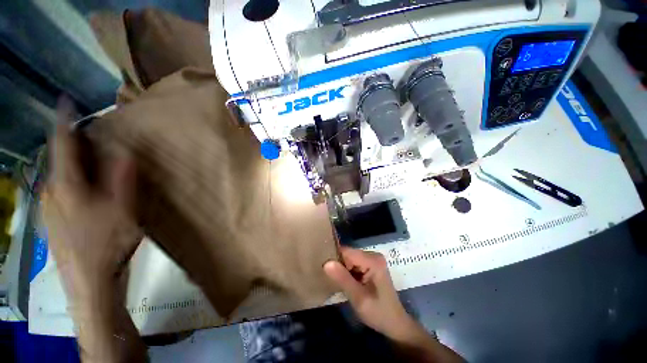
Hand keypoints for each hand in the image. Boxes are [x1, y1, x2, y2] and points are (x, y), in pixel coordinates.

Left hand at [44, 121, 140, 304]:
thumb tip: (124, 151)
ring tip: (94, 161)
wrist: (90, 282)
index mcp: (66, 185)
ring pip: (60, 175)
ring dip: (74, 163)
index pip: (62, 144)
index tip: (67, 102)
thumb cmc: (107, 243)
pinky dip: (73, 180)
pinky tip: (88, 190)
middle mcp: (51, 191)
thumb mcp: (122, 209)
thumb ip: (122, 179)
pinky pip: (60, 190)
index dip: (65, 122)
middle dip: (74, 144)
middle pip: (60, 159)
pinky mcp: (52, 219)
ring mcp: (49, 207)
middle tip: (94, 137)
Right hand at [323, 246, 413, 338]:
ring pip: (349, 258)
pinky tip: (343, 281)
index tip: (322, 268)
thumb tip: (326, 263)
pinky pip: (353, 263)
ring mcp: (372, 259)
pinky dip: (347, 271)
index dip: (334, 259)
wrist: (395, 324)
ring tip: (333, 280)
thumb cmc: (379, 313)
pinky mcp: (370, 265)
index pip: (347, 252)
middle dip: (338, 265)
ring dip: (342, 269)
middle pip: (348, 254)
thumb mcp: (359, 298)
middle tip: (328, 278)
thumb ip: (343, 279)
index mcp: (373, 260)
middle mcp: (373, 255)